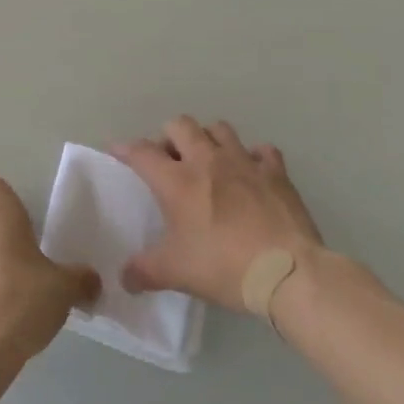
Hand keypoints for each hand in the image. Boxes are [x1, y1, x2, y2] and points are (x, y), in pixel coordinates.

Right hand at [113, 116, 323, 310]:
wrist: (287, 272)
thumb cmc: (223, 266)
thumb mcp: (175, 273)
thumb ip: (144, 271)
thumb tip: (124, 278)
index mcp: (177, 181)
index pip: (141, 152)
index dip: (125, 148)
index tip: (117, 150)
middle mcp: (207, 160)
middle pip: (180, 125)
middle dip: (169, 137)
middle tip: (169, 161)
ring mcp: (244, 162)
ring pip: (219, 129)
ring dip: (208, 139)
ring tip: (207, 160)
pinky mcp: (275, 172)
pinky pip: (262, 151)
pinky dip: (253, 157)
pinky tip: (251, 173)